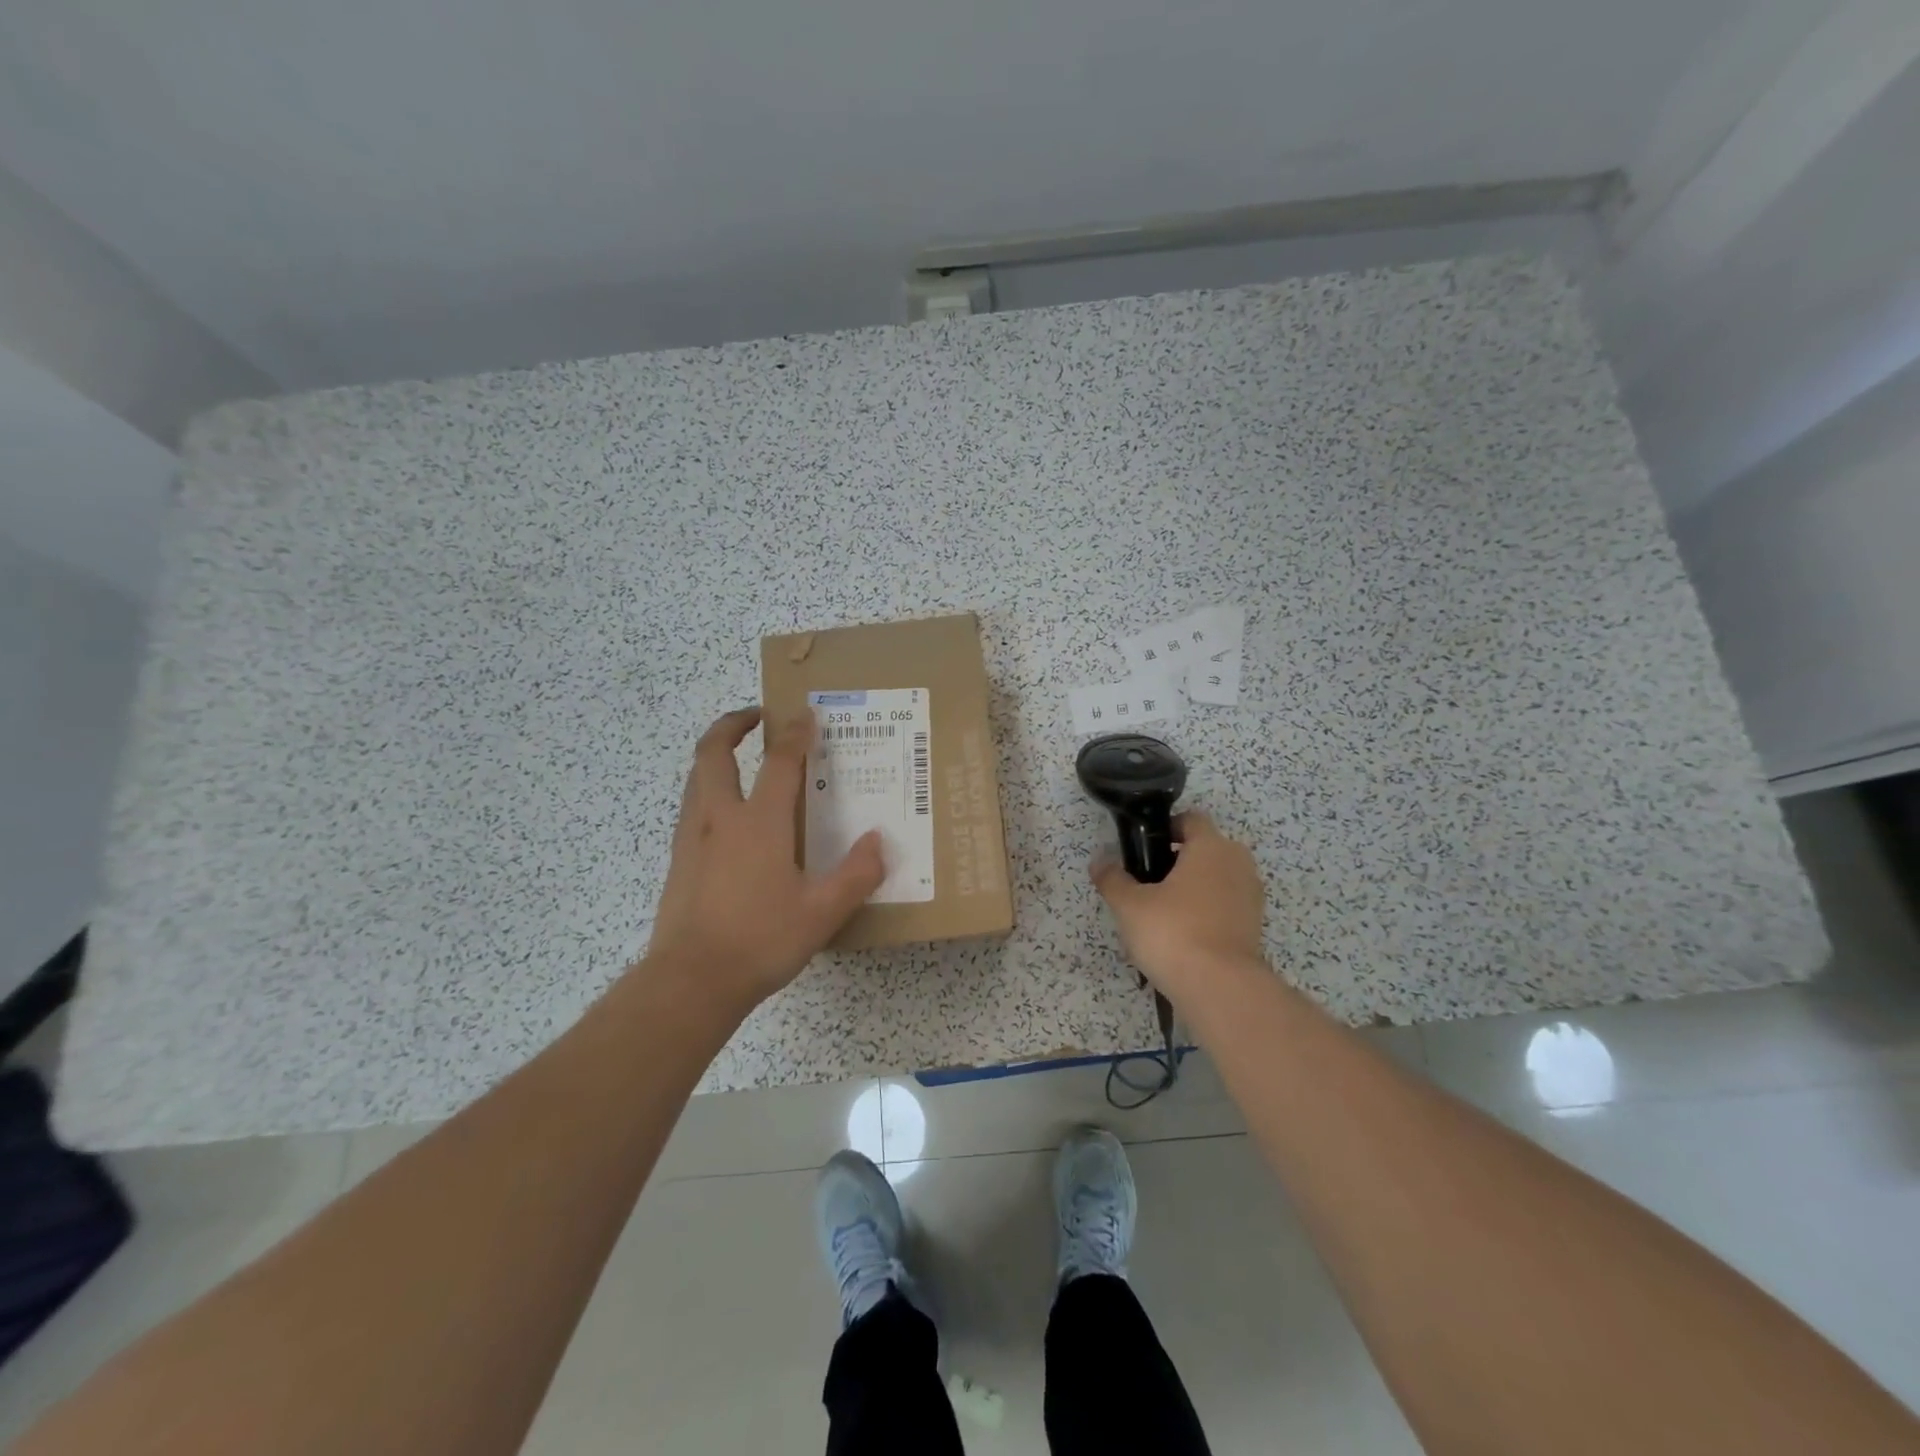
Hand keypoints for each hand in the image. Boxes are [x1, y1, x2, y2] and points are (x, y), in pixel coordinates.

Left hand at [643, 707, 884, 1012]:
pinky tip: (726, 817)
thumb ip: (856, 875)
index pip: (779, 762)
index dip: (795, 733)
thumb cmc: (760, 941)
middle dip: (732, 724)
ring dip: (716, 756)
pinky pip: (691, 807)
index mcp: (759, 823)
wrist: (690, 981)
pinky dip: (707, 790)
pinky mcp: (678, 861)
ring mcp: (692, 838)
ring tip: (740, 759)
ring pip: (696, 777)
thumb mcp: (822, 913)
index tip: (806, 714)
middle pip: (714, 752)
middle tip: (756, 716)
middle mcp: (720, 819)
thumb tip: (878, 842)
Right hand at [1091, 811, 1266, 1005]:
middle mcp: (1238, 863)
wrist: (1220, 988)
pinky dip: (1206, 913)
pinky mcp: (1254, 926)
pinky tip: (1182, 936)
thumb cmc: (1173, 931)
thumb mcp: (1129, 904)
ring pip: (1216, 879)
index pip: (1190, 820)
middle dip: (1178, 861)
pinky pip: (1225, 906)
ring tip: (1162, 914)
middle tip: (1147, 884)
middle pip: (1205, 849)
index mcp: (1211, 846)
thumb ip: (1112, 878)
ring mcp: (1251, 896)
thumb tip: (1100, 861)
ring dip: (1193, 888)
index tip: (1143, 850)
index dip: (1165, 829)